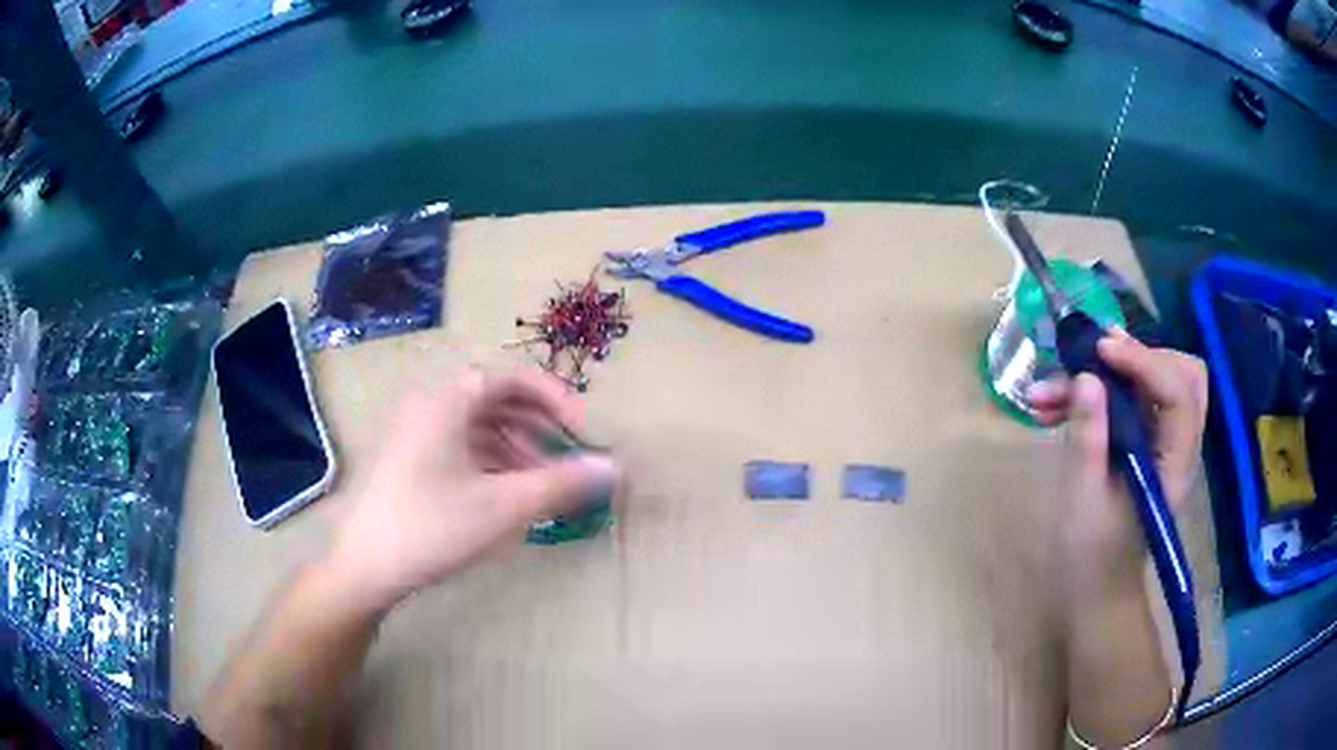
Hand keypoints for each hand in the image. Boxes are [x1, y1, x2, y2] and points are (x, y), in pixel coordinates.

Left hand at [323, 370, 620, 610]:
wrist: (366, 565)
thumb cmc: (433, 526)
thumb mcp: (504, 506)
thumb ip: (562, 483)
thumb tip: (616, 468)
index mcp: (448, 398)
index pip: (514, 378)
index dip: (556, 400)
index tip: (583, 433)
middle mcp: (431, 402)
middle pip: (498, 401)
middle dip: (539, 429)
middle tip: (568, 460)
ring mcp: (417, 430)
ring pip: (480, 427)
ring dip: (518, 449)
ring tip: (545, 486)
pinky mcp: (411, 458)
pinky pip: (462, 447)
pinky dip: (492, 464)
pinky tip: (509, 495)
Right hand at [1028, 332, 1207, 581]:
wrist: (1097, 590)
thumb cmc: (1092, 557)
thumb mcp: (1083, 501)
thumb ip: (1088, 438)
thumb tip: (1086, 377)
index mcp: (1174, 462)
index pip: (1178, 391)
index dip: (1144, 361)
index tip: (1099, 351)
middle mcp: (1178, 443)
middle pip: (1179, 372)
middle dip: (1137, 356)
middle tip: (1093, 357)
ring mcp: (1163, 441)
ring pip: (1153, 379)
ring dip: (1108, 373)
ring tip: (1050, 388)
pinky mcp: (1144, 442)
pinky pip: (1132, 398)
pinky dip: (1098, 391)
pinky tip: (1054, 403)